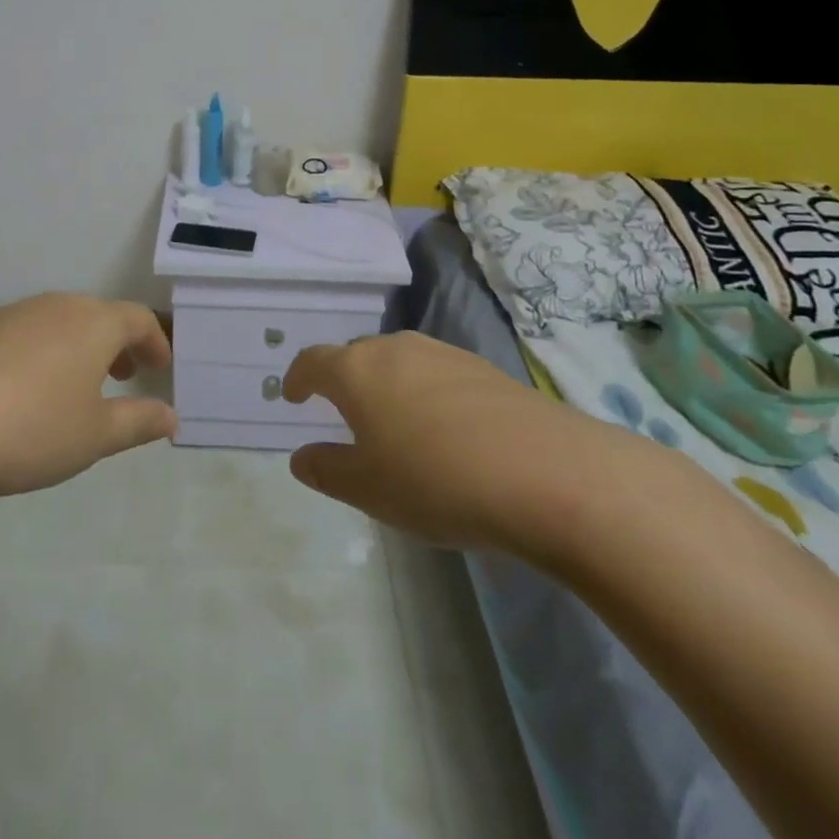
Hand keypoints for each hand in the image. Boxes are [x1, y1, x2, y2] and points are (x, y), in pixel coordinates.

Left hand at [0, 293, 175, 506]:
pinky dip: (46, 352)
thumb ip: (138, 422)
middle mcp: (56, 306)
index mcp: (93, 323)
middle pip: (99, 315)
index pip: (138, 319)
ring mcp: (13, 315)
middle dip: (119, 343)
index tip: (160, 367)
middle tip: (125, 375)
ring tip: (79, 385)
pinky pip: (28, 333)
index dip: (155, 342)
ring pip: (62, 322)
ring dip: (81, 347)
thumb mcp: (95, 436)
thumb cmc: (30, 429)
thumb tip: (171, 417)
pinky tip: (29, 390)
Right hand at [282, 331, 648, 565]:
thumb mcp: (368, 489)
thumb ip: (327, 469)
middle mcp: (396, 349)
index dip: (298, 377)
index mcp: (357, 371)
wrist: (547, 473)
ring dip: (387, 385)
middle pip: (357, 355)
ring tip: (394, 422)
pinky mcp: (485, 369)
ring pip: (399, 361)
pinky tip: (444, 430)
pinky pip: (437, 373)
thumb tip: (301, 456)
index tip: (292, 395)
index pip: (313, 361)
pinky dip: (425, 393)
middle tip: (344, 413)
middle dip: (344, 379)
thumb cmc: (436, 480)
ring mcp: (444, 354)